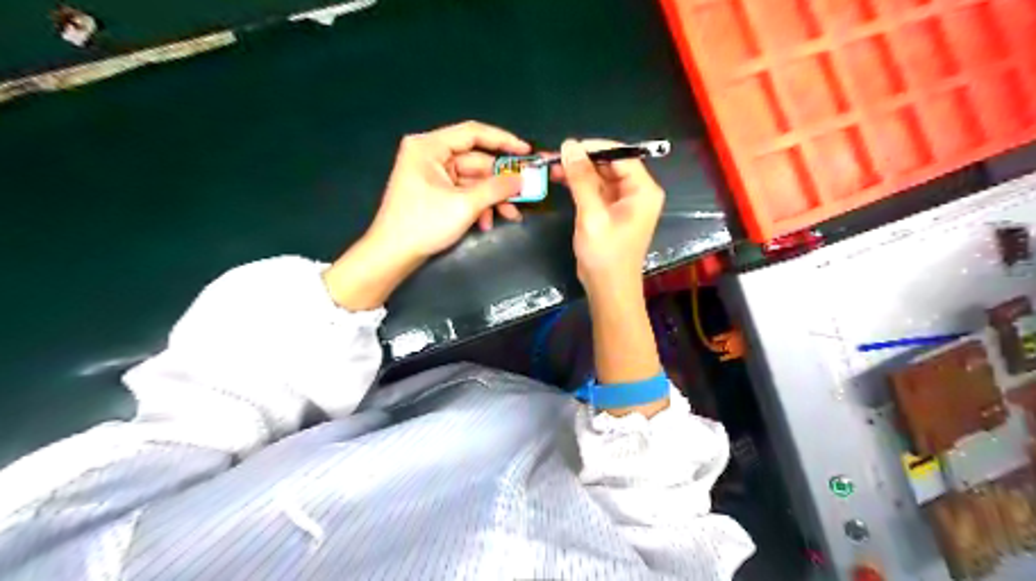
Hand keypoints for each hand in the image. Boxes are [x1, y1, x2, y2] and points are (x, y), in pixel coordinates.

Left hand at [322, 121, 533, 313]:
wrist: (393, 254)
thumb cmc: (424, 224)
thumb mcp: (465, 205)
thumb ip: (497, 188)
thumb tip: (524, 178)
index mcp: (429, 147)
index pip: (473, 133)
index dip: (503, 140)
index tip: (526, 152)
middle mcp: (430, 155)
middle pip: (476, 161)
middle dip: (500, 181)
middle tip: (526, 191)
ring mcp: (432, 175)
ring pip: (473, 180)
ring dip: (492, 198)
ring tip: (511, 215)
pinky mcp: (436, 192)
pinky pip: (464, 192)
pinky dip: (478, 206)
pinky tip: (487, 223)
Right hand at [555, 138, 666, 414]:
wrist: (607, 289)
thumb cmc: (605, 254)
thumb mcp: (591, 214)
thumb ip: (581, 178)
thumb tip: (569, 145)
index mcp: (643, 190)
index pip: (622, 155)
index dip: (595, 148)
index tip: (568, 146)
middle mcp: (638, 192)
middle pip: (611, 164)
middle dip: (584, 160)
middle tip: (555, 156)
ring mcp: (625, 202)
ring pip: (601, 176)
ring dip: (579, 172)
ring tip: (553, 166)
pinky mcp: (612, 211)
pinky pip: (597, 190)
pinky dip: (580, 185)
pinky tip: (561, 179)